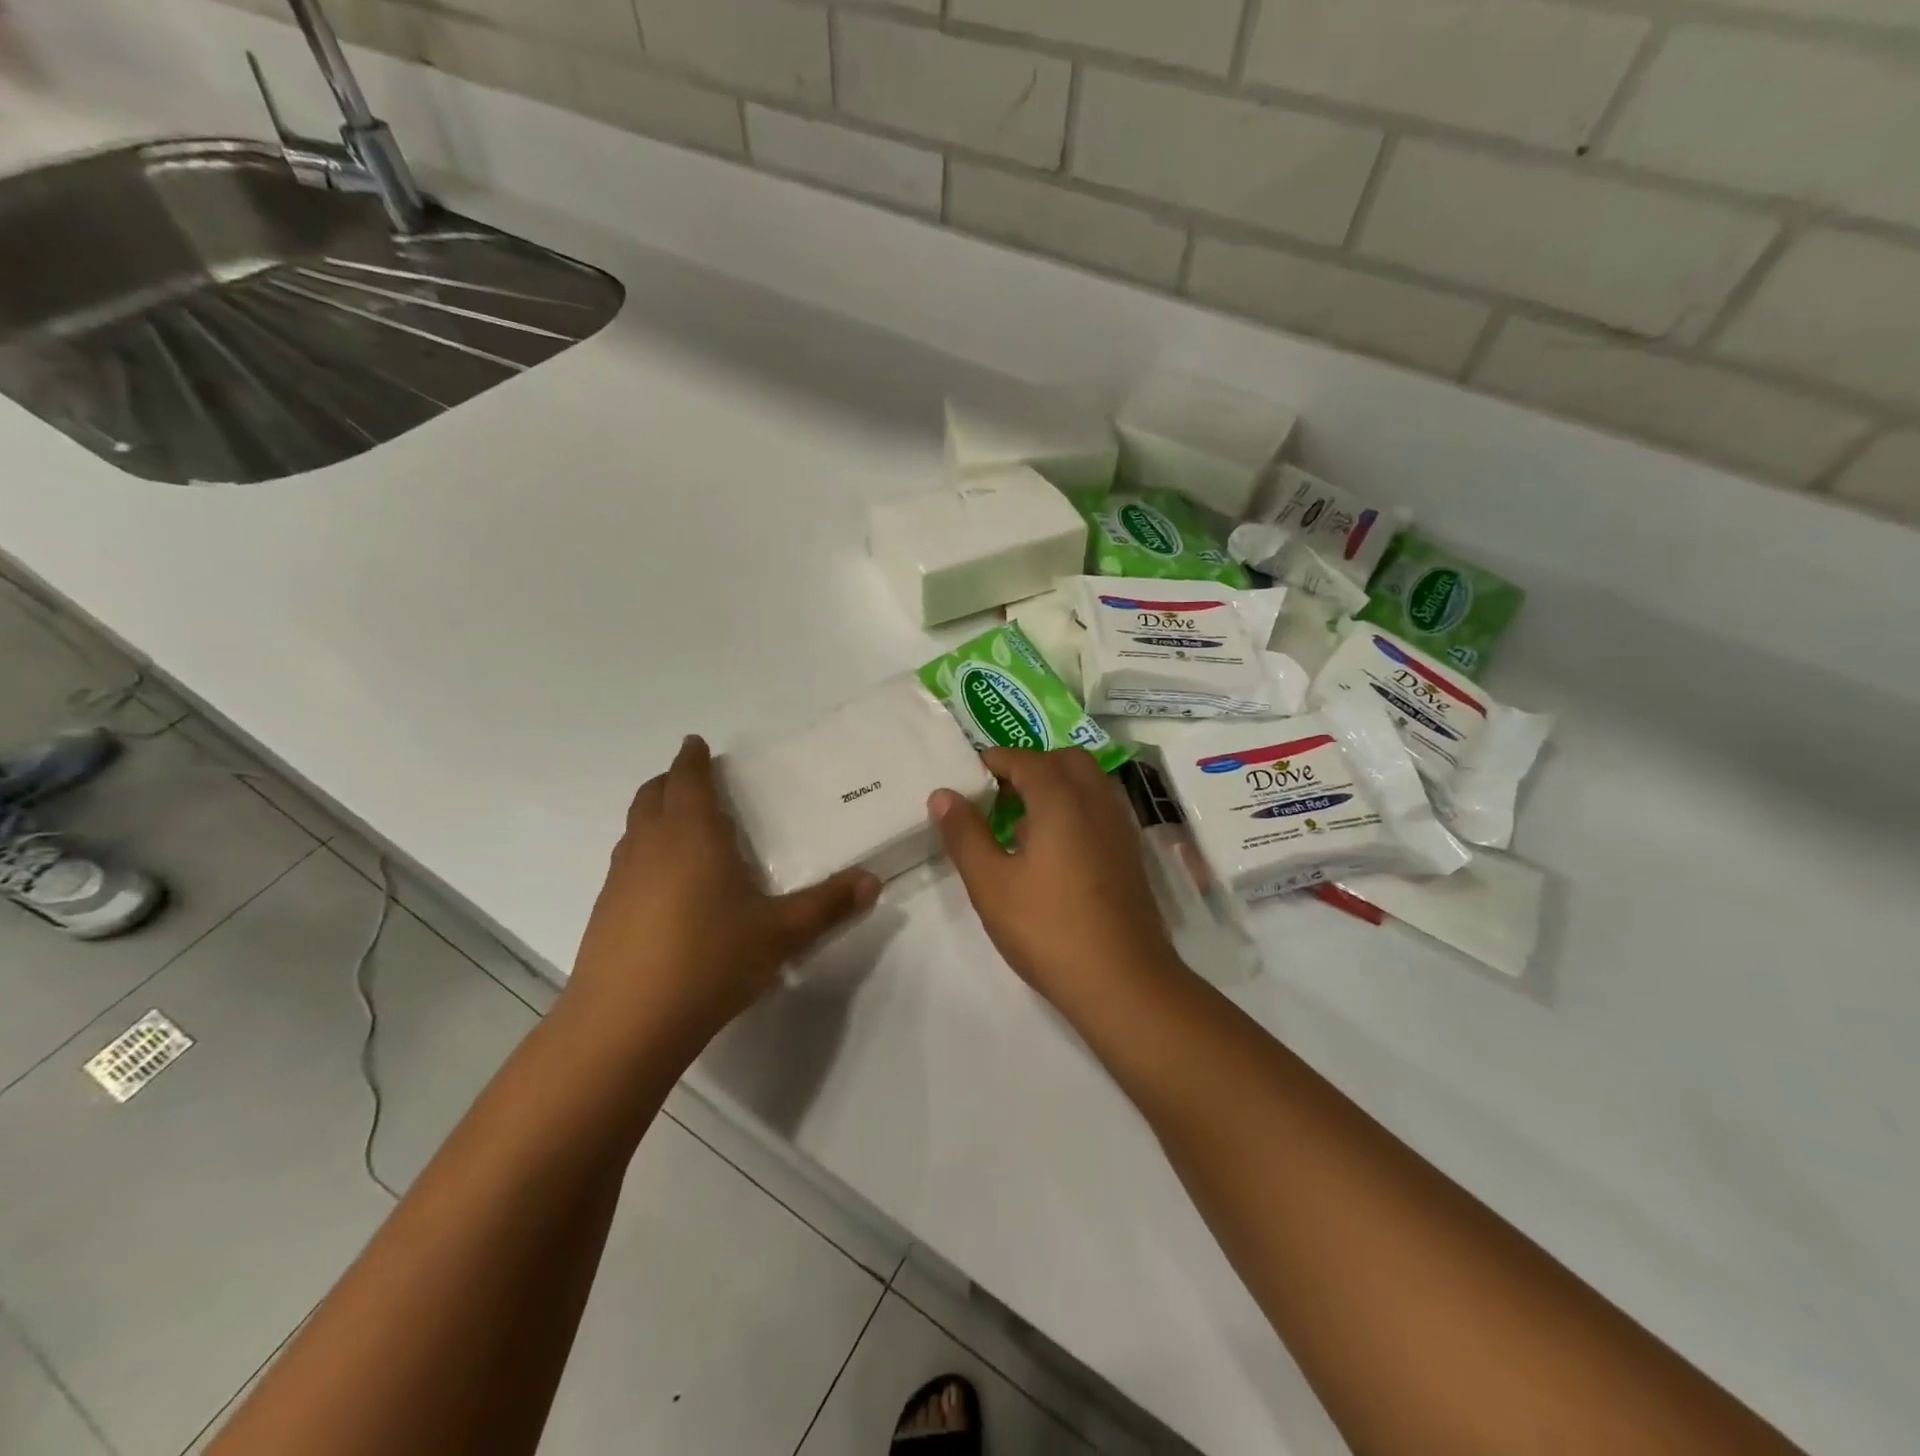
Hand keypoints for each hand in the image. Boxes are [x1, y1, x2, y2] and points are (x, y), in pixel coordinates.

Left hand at [563, 736, 880, 1054]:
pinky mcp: (604, 911)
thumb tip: (873, 881)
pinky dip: (644, 851)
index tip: (697, 744)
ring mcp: (620, 878)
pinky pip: (626, 862)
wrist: (624, 1024)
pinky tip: (665, 884)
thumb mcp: (780, 933)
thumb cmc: (709, 961)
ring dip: (655, 813)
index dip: (693, 758)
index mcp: (692, 835)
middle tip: (693, 779)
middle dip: (671, 780)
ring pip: (634, 828)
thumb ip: (829, 904)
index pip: (688, 779)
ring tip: (681, 826)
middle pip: (653, 795)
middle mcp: (651, 845)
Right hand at [931, 749, 1180, 1009]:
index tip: (972, 772)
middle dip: (1032, 765)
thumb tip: (943, 794)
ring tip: (1023, 820)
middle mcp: (1096, 803)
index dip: (997, 760)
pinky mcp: (1130, 856)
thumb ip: (965, 834)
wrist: (1122, 981)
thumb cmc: (1048, 929)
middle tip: (1000, 792)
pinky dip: (1076, 809)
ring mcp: (1120, 829)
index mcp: (1061, 800)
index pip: (1027, 760)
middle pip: (1066, 761)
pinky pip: (1101, 810)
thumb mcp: (991, 883)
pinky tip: (1054, 849)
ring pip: (1090, 784)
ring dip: (1057, 785)